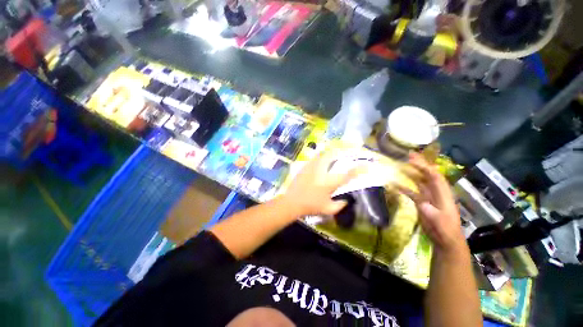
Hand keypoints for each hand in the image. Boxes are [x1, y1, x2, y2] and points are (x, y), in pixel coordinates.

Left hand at [282, 150, 357, 216]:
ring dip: (331, 154)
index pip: (346, 174)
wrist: (292, 202)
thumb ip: (341, 205)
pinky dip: (322, 157)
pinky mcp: (305, 166)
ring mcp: (312, 167)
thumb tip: (347, 199)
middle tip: (347, 154)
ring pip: (323, 154)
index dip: (358, 169)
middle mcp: (321, 171)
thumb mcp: (328, 209)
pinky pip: (316, 158)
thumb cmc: (310, 207)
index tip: (366, 165)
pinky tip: (323, 160)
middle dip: (342, 153)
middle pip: (334, 156)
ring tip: (336, 155)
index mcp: (329, 183)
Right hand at [397, 153, 464, 254]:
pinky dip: (405, 187)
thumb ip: (432, 213)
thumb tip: (423, 204)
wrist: (445, 241)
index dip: (424, 167)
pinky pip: (413, 191)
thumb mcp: (440, 223)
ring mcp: (429, 197)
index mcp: (443, 194)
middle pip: (428, 175)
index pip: (435, 177)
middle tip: (408, 155)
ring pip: (420, 181)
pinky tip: (395, 184)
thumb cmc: (445, 231)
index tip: (413, 159)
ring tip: (402, 164)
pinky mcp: (422, 202)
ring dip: (412, 172)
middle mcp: (436, 192)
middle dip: (420, 164)